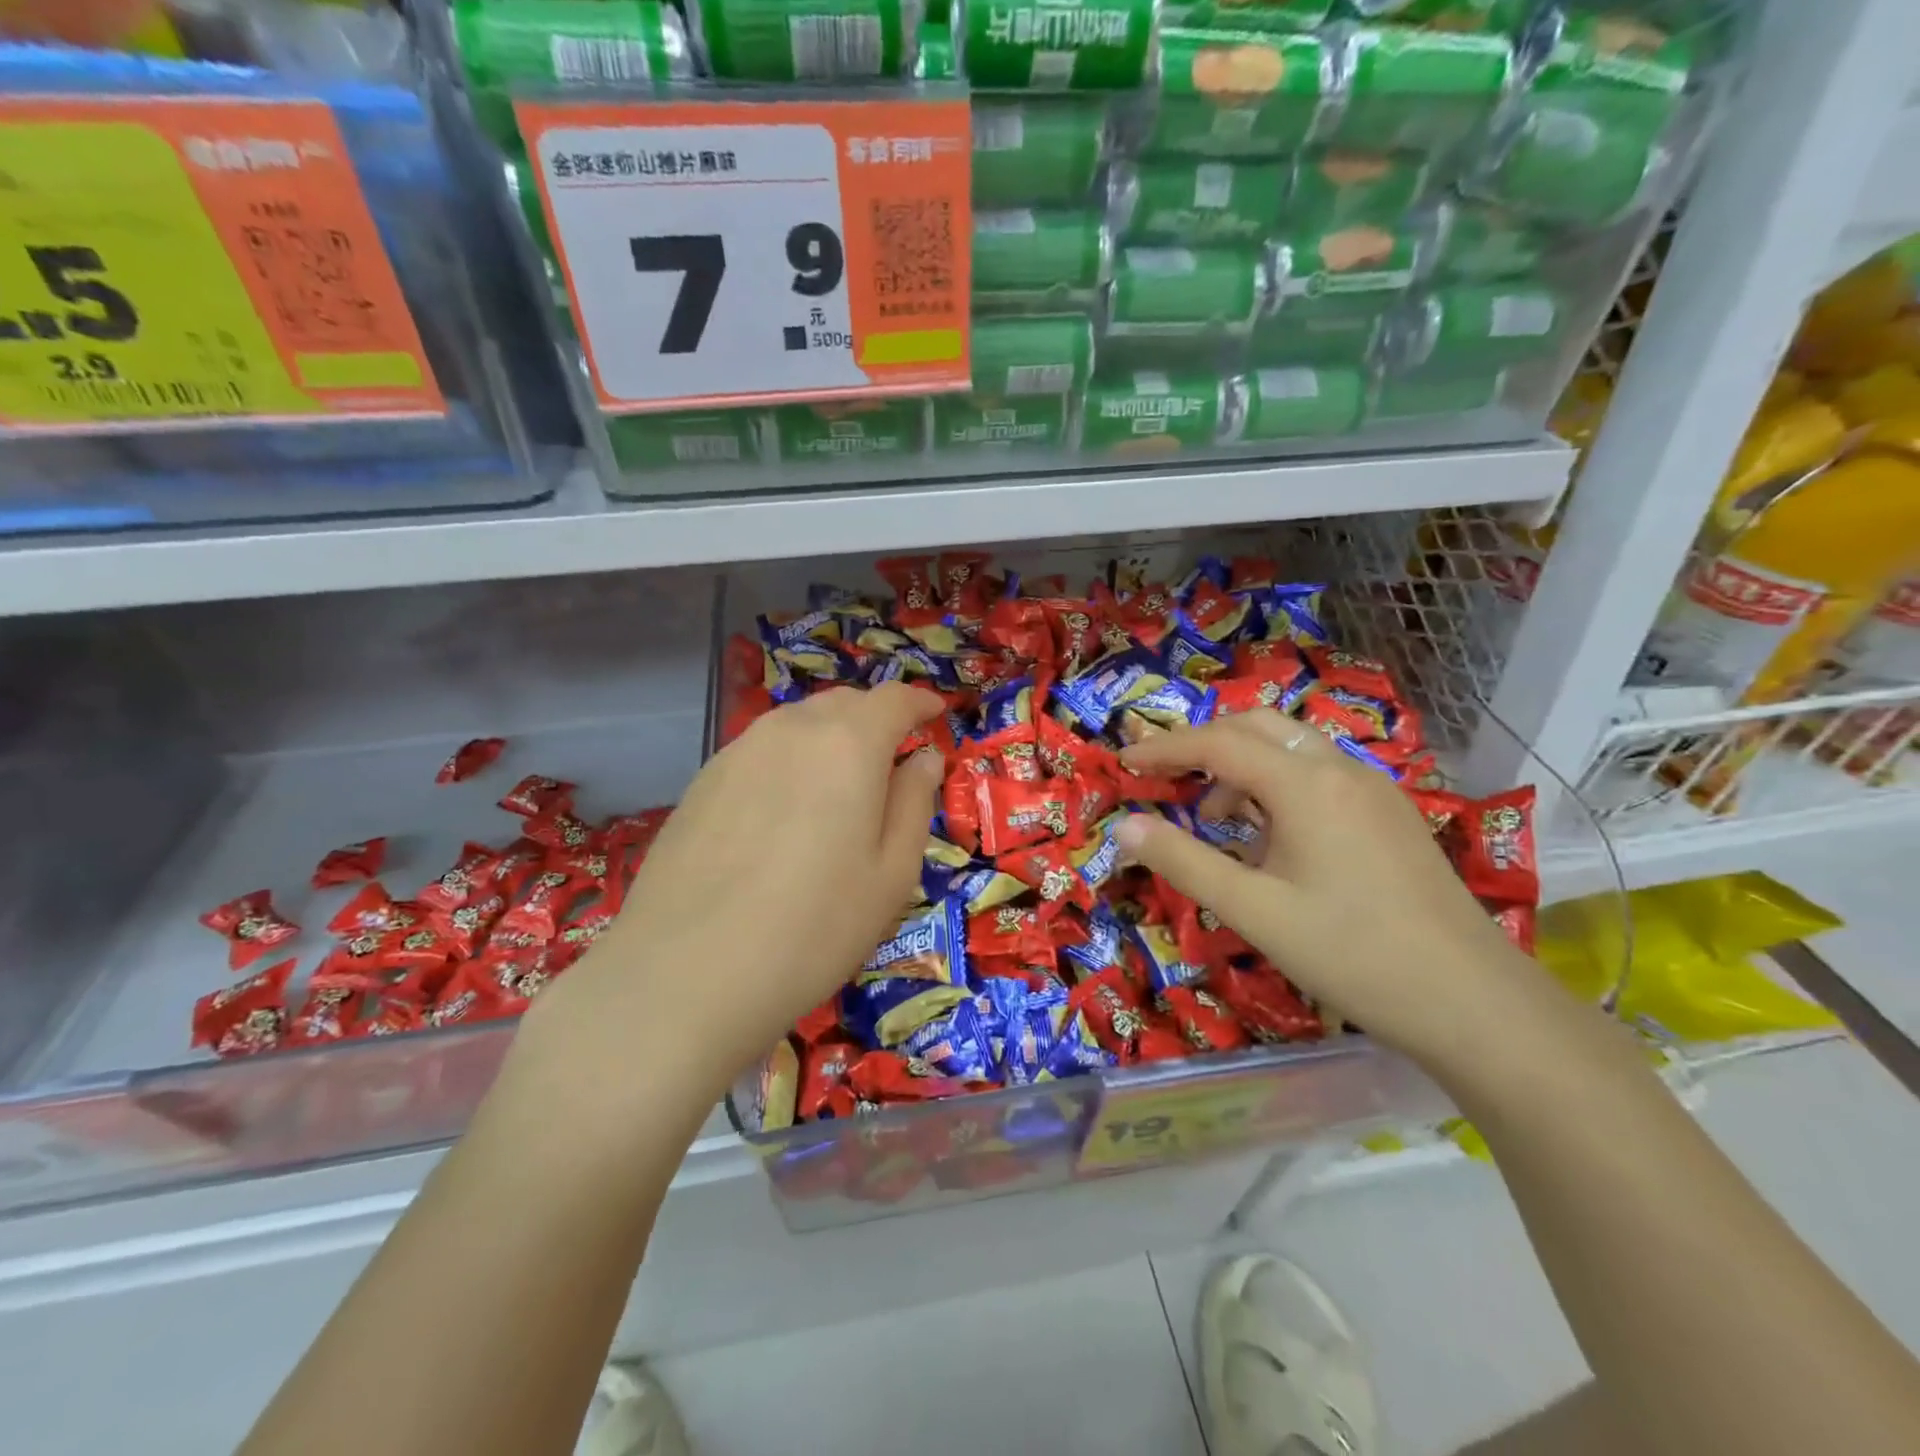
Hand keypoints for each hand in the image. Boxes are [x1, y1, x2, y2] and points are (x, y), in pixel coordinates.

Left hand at [535, 684, 944, 1102]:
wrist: (685, 975)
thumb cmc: (814, 928)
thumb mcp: (891, 875)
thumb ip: (914, 803)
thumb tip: (924, 759)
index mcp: (848, 743)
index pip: (893, 699)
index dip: (919, 702)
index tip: (935, 713)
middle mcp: (790, 730)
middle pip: (843, 703)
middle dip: (875, 719)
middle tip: (892, 758)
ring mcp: (738, 752)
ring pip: (798, 724)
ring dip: (830, 738)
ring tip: (840, 784)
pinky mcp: (702, 781)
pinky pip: (761, 751)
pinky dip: (789, 760)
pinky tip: (785, 811)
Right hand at [1114, 710, 1546, 1072]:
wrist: (1474, 1002)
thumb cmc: (1352, 954)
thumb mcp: (1253, 911)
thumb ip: (1183, 862)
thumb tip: (1124, 826)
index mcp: (1305, 785)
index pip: (1217, 742)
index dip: (1164, 748)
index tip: (1123, 762)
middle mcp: (1340, 770)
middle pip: (1256, 726)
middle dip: (1203, 743)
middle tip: (1164, 777)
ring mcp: (1372, 789)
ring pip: (1290, 748)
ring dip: (1241, 765)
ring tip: (1212, 818)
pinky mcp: (1388, 814)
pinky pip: (1317, 775)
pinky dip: (1275, 785)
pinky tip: (1268, 838)